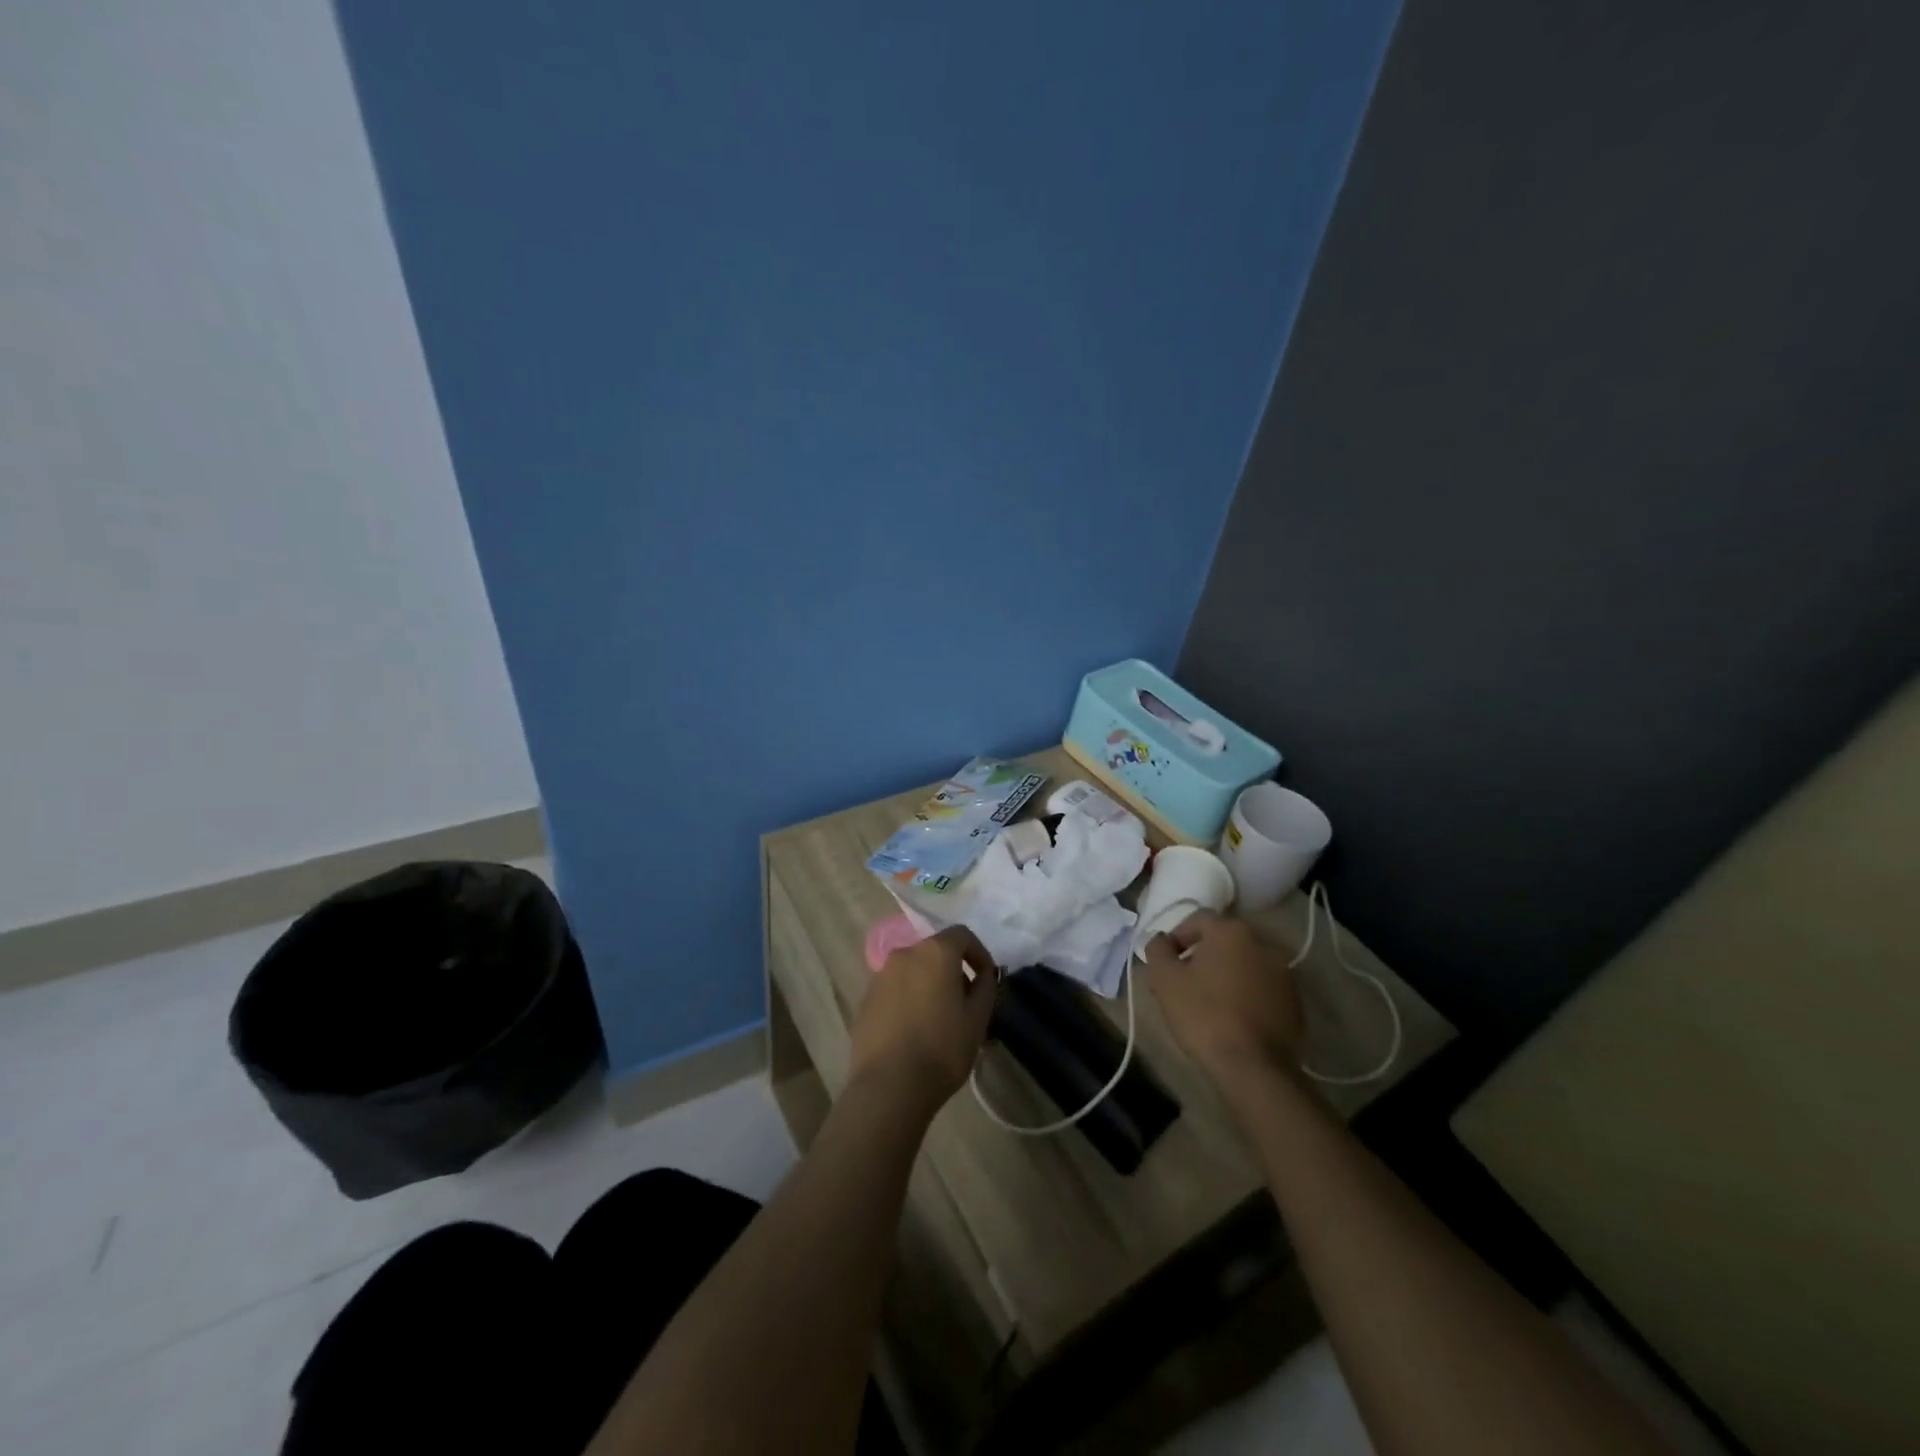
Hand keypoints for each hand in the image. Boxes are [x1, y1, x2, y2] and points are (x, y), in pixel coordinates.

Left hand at [849, 926, 998, 1115]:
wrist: (889, 1085)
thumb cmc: (942, 1048)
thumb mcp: (977, 1019)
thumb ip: (985, 987)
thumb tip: (983, 974)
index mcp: (935, 952)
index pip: (962, 935)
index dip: (978, 953)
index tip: (986, 978)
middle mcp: (905, 954)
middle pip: (935, 951)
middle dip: (953, 970)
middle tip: (965, 1002)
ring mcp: (880, 975)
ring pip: (913, 970)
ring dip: (928, 984)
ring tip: (938, 1019)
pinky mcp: (865, 999)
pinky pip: (894, 990)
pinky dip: (908, 999)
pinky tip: (913, 1031)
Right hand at [1143, 910, 1303, 1092]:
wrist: (1254, 1067)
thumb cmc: (1203, 1015)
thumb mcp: (1165, 980)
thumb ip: (1158, 950)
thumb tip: (1161, 939)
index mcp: (1231, 931)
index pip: (1198, 919)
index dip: (1178, 936)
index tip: (1167, 961)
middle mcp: (1263, 944)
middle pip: (1225, 941)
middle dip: (1204, 956)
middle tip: (1186, 982)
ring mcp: (1285, 974)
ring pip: (1246, 965)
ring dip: (1228, 975)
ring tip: (1211, 1003)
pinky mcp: (1296, 1003)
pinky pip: (1264, 989)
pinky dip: (1249, 995)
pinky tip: (1235, 1019)